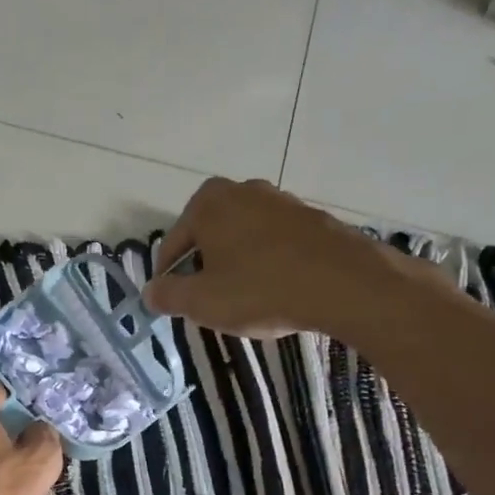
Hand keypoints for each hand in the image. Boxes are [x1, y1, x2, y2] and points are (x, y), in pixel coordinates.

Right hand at [143, 177, 395, 337]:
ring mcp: (281, 201)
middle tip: (208, 303)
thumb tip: (150, 292)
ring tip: (244, 300)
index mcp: (208, 203)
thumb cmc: (260, 289)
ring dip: (237, 266)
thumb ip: (168, 295)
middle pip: (208, 237)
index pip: (172, 244)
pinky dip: (268, 264)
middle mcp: (242, 191)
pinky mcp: (312, 217)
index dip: (168, 278)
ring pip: (243, 239)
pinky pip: (275, 243)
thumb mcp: (201, 302)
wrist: (344, 284)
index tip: (172, 303)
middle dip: (204, 268)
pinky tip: (276, 291)